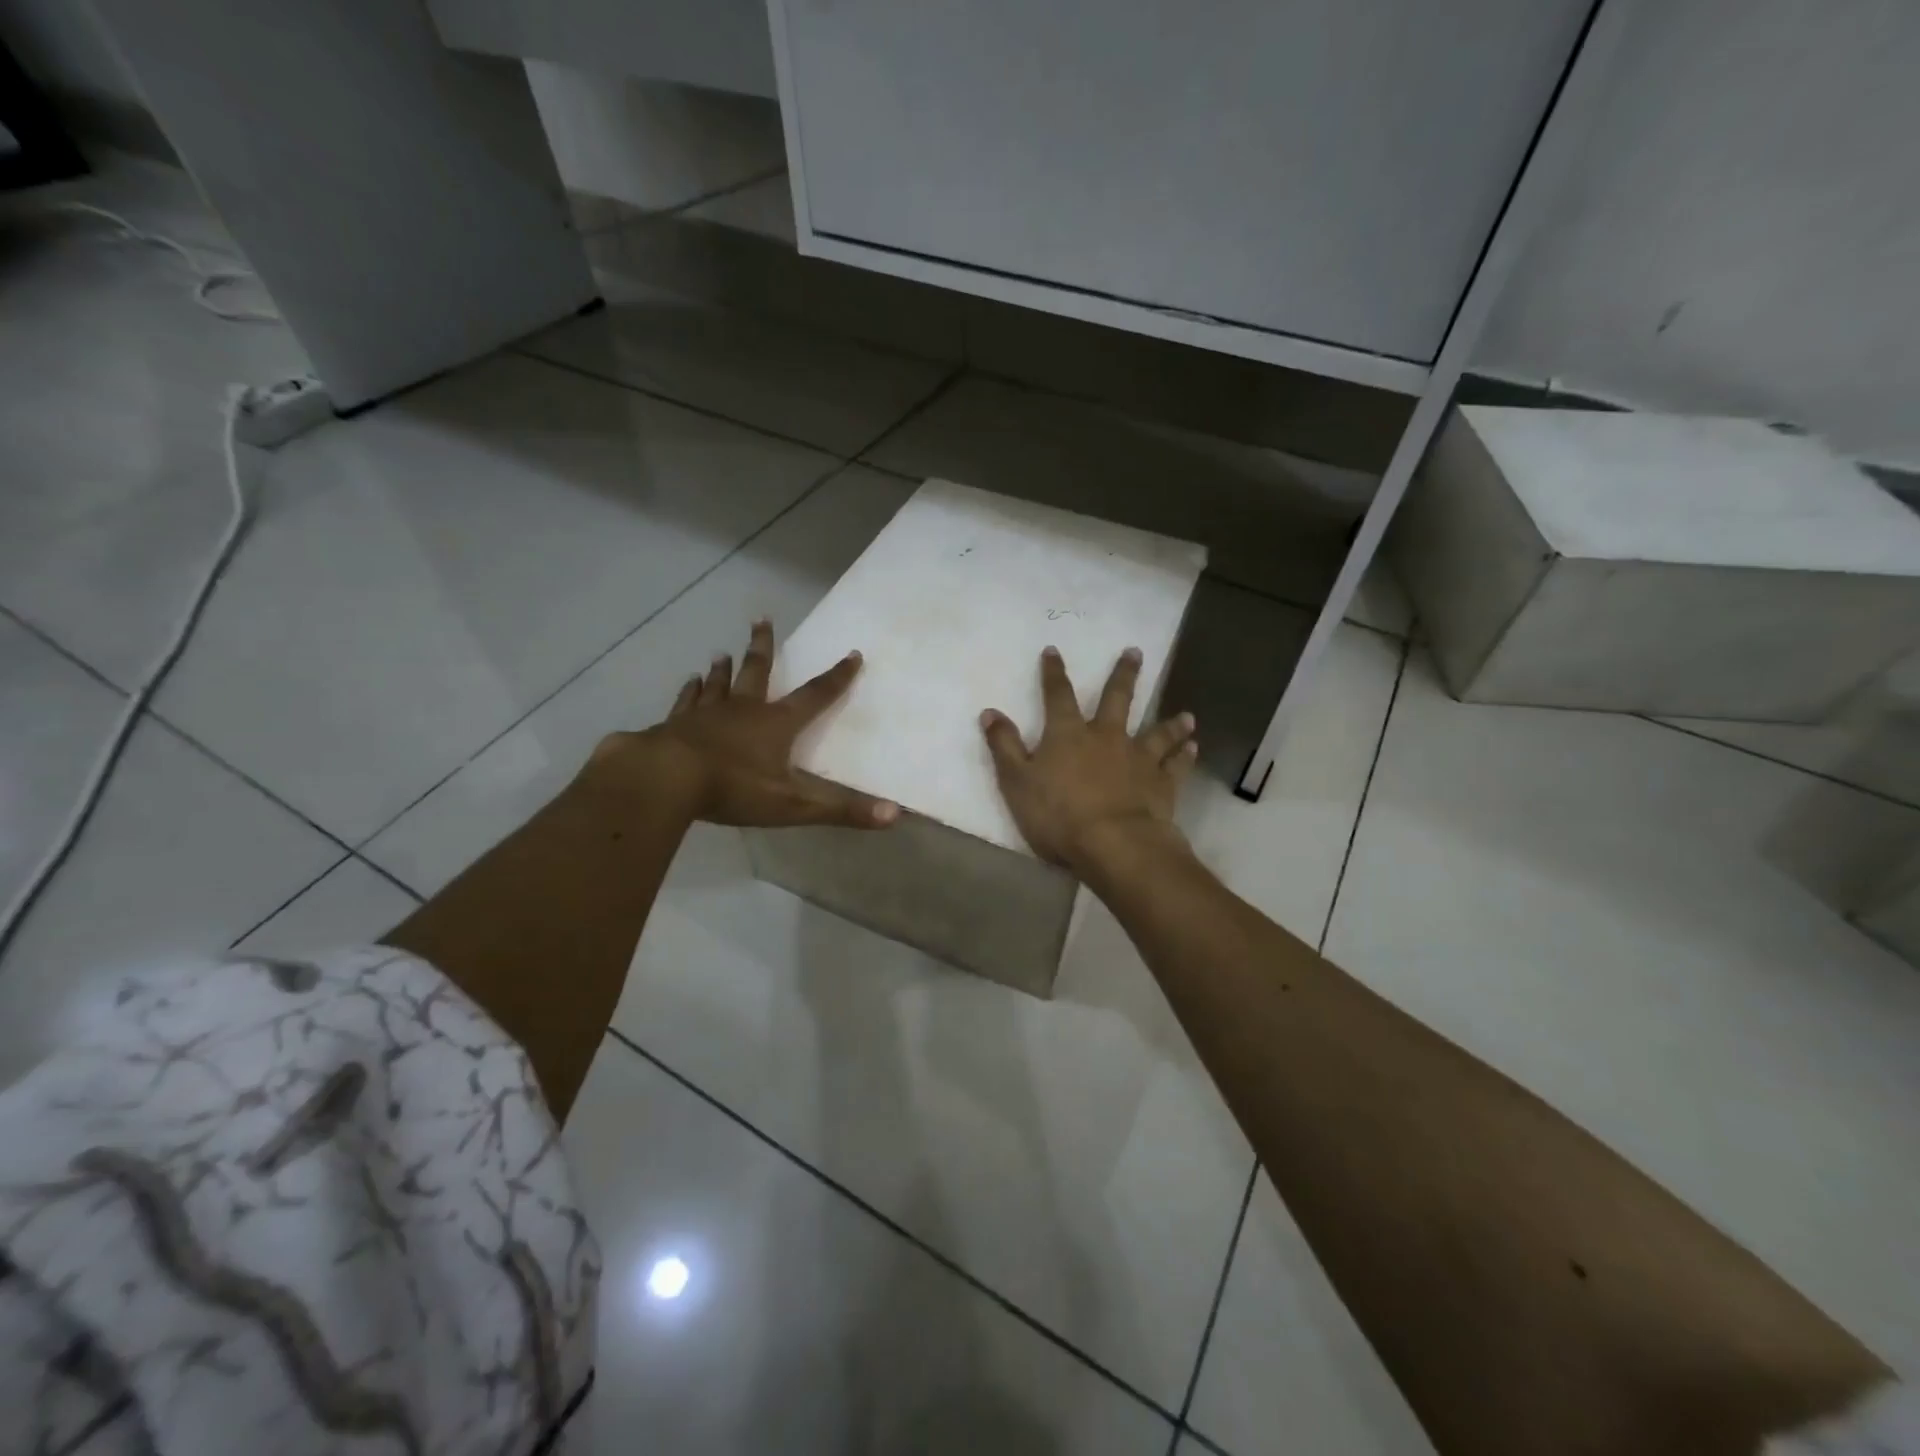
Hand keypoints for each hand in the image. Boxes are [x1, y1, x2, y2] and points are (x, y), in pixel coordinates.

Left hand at [597, 621, 899, 829]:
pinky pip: (686, 702)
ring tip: (722, 653)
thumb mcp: (795, 805)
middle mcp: (743, 710)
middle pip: (757, 672)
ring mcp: (706, 714)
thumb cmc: (734, 788)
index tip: (852, 653)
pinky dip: (689, 691)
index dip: (837, 677)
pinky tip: (688, 682)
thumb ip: (843, 810)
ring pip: (718, 683)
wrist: (665, 780)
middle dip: (763, 647)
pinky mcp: (675, 725)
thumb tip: (895, 815)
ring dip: (724, 668)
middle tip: (762, 619)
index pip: (816, 696)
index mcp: (776, 724)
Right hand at [980, 645, 1197, 873]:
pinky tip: (1193, 748)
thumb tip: (990, 712)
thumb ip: (1004, 746)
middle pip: (1117, 699)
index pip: (1057, 695)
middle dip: (1124, 674)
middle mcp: (1107, 737)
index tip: (1053, 651)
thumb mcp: (1016, 782)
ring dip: (1171, 722)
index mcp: (1068, 734)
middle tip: (1135, 652)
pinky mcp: (1162, 784)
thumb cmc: (1058, 815)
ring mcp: (1138, 759)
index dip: (1053, 673)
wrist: (1114, 844)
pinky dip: (1185, 755)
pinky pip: (1176, 765)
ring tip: (1186, 715)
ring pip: (1157, 732)